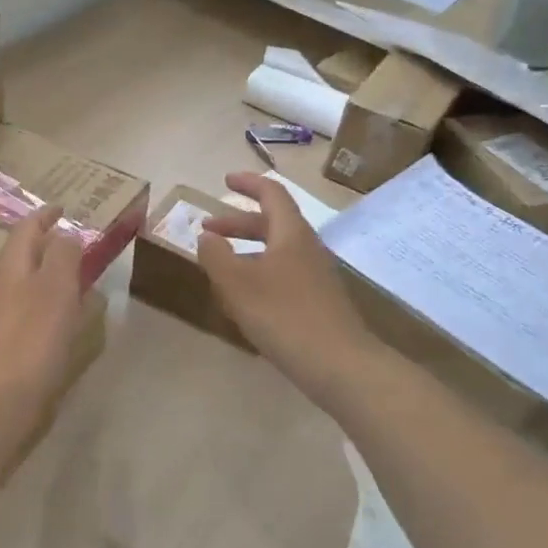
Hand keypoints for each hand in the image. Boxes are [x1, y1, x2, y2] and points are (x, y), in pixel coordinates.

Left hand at [0, 205, 85, 420]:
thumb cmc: (28, 340)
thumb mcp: (55, 288)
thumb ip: (63, 255)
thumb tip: (65, 233)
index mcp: (10, 266)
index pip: (26, 228)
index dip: (45, 216)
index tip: (63, 208)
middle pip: (22, 256)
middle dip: (46, 246)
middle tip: (75, 244)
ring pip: (23, 286)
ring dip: (46, 277)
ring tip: (74, 281)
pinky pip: (25, 315)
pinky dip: (44, 309)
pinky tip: (59, 324)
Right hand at [196, 172, 374, 406]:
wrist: (341, 366)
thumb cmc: (284, 316)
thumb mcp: (237, 283)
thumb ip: (215, 255)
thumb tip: (206, 237)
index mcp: (291, 234)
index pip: (272, 193)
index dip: (248, 183)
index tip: (225, 180)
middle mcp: (307, 248)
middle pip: (272, 222)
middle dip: (238, 221)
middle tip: (208, 227)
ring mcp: (316, 276)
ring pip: (277, 250)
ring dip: (247, 249)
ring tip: (220, 264)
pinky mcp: (319, 302)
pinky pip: (284, 273)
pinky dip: (259, 272)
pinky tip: (244, 297)